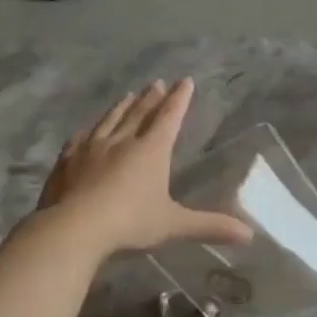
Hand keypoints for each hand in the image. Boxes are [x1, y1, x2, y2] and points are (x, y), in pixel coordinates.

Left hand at [37, 79, 253, 255]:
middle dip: (151, 98)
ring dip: (122, 106)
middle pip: (139, 113)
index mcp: (151, 151)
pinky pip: (81, 138)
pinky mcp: (67, 161)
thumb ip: (210, 226)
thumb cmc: (130, 223)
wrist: (72, 229)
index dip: (179, 99)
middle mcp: (122, 141)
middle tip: (157, 83)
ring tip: (129, 95)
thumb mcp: (174, 225)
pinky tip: (87, 130)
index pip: (169, 117)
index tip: (185, 81)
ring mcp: (91, 148)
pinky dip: (90, 130)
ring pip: (110, 120)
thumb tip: (250, 235)